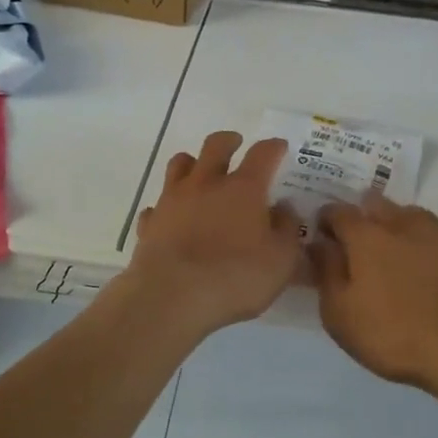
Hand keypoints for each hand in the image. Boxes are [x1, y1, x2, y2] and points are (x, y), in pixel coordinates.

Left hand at [126, 132, 298, 335]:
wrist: (171, 297)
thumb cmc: (235, 277)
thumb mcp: (281, 260)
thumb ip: (287, 230)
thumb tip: (284, 209)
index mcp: (243, 188)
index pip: (262, 154)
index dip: (273, 147)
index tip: (280, 147)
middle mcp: (206, 184)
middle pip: (215, 146)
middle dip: (228, 141)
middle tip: (236, 143)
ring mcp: (173, 200)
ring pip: (179, 164)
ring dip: (192, 163)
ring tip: (200, 171)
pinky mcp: (150, 223)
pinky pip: (157, 205)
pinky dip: (166, 207)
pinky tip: (172, 217)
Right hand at [311, 196, 437, 388]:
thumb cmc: (391, 333)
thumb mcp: (340, 312)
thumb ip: (326, 271)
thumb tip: (319, 243)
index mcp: (365, 235)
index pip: (337, 211)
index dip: (325, 220)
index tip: (322, 236)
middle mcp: (398, 223)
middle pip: (374, 203)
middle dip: (360, 214)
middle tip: (355, 242)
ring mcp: (433, 233)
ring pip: (405, 213)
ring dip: (392, 222)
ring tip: (389, 248)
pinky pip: (430, 231)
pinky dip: (418, 238)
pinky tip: (419, 259)